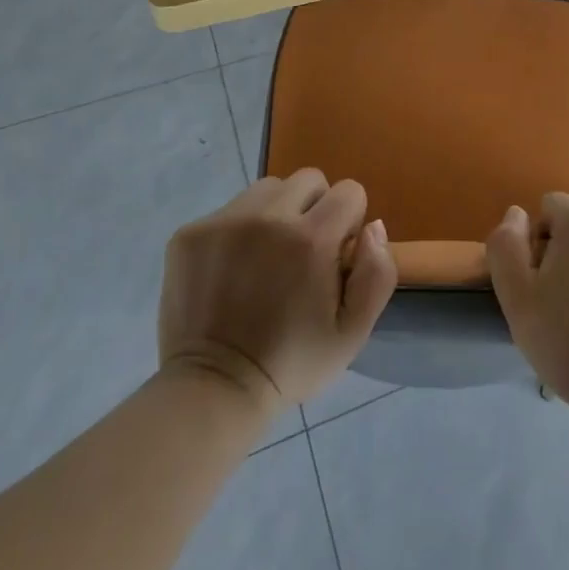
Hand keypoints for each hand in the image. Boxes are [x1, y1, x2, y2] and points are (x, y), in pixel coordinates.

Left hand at [158, 169, 396, 410]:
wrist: (213, 389)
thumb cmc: (292, 362)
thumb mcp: (354, 332)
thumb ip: (378, 273)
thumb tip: (372, 226)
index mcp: (311, 239)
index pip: (349, 191)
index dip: (349, 222)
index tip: (335, 256)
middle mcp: (268, 218)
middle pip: (308, 180)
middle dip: (315, 208)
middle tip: (302, 253)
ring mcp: (224, 222)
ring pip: (268, 189)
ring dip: (276, 213)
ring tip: (266, 257)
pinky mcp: (190, 233)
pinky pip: (229, 209)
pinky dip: (238, 230)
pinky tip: (232, 269)